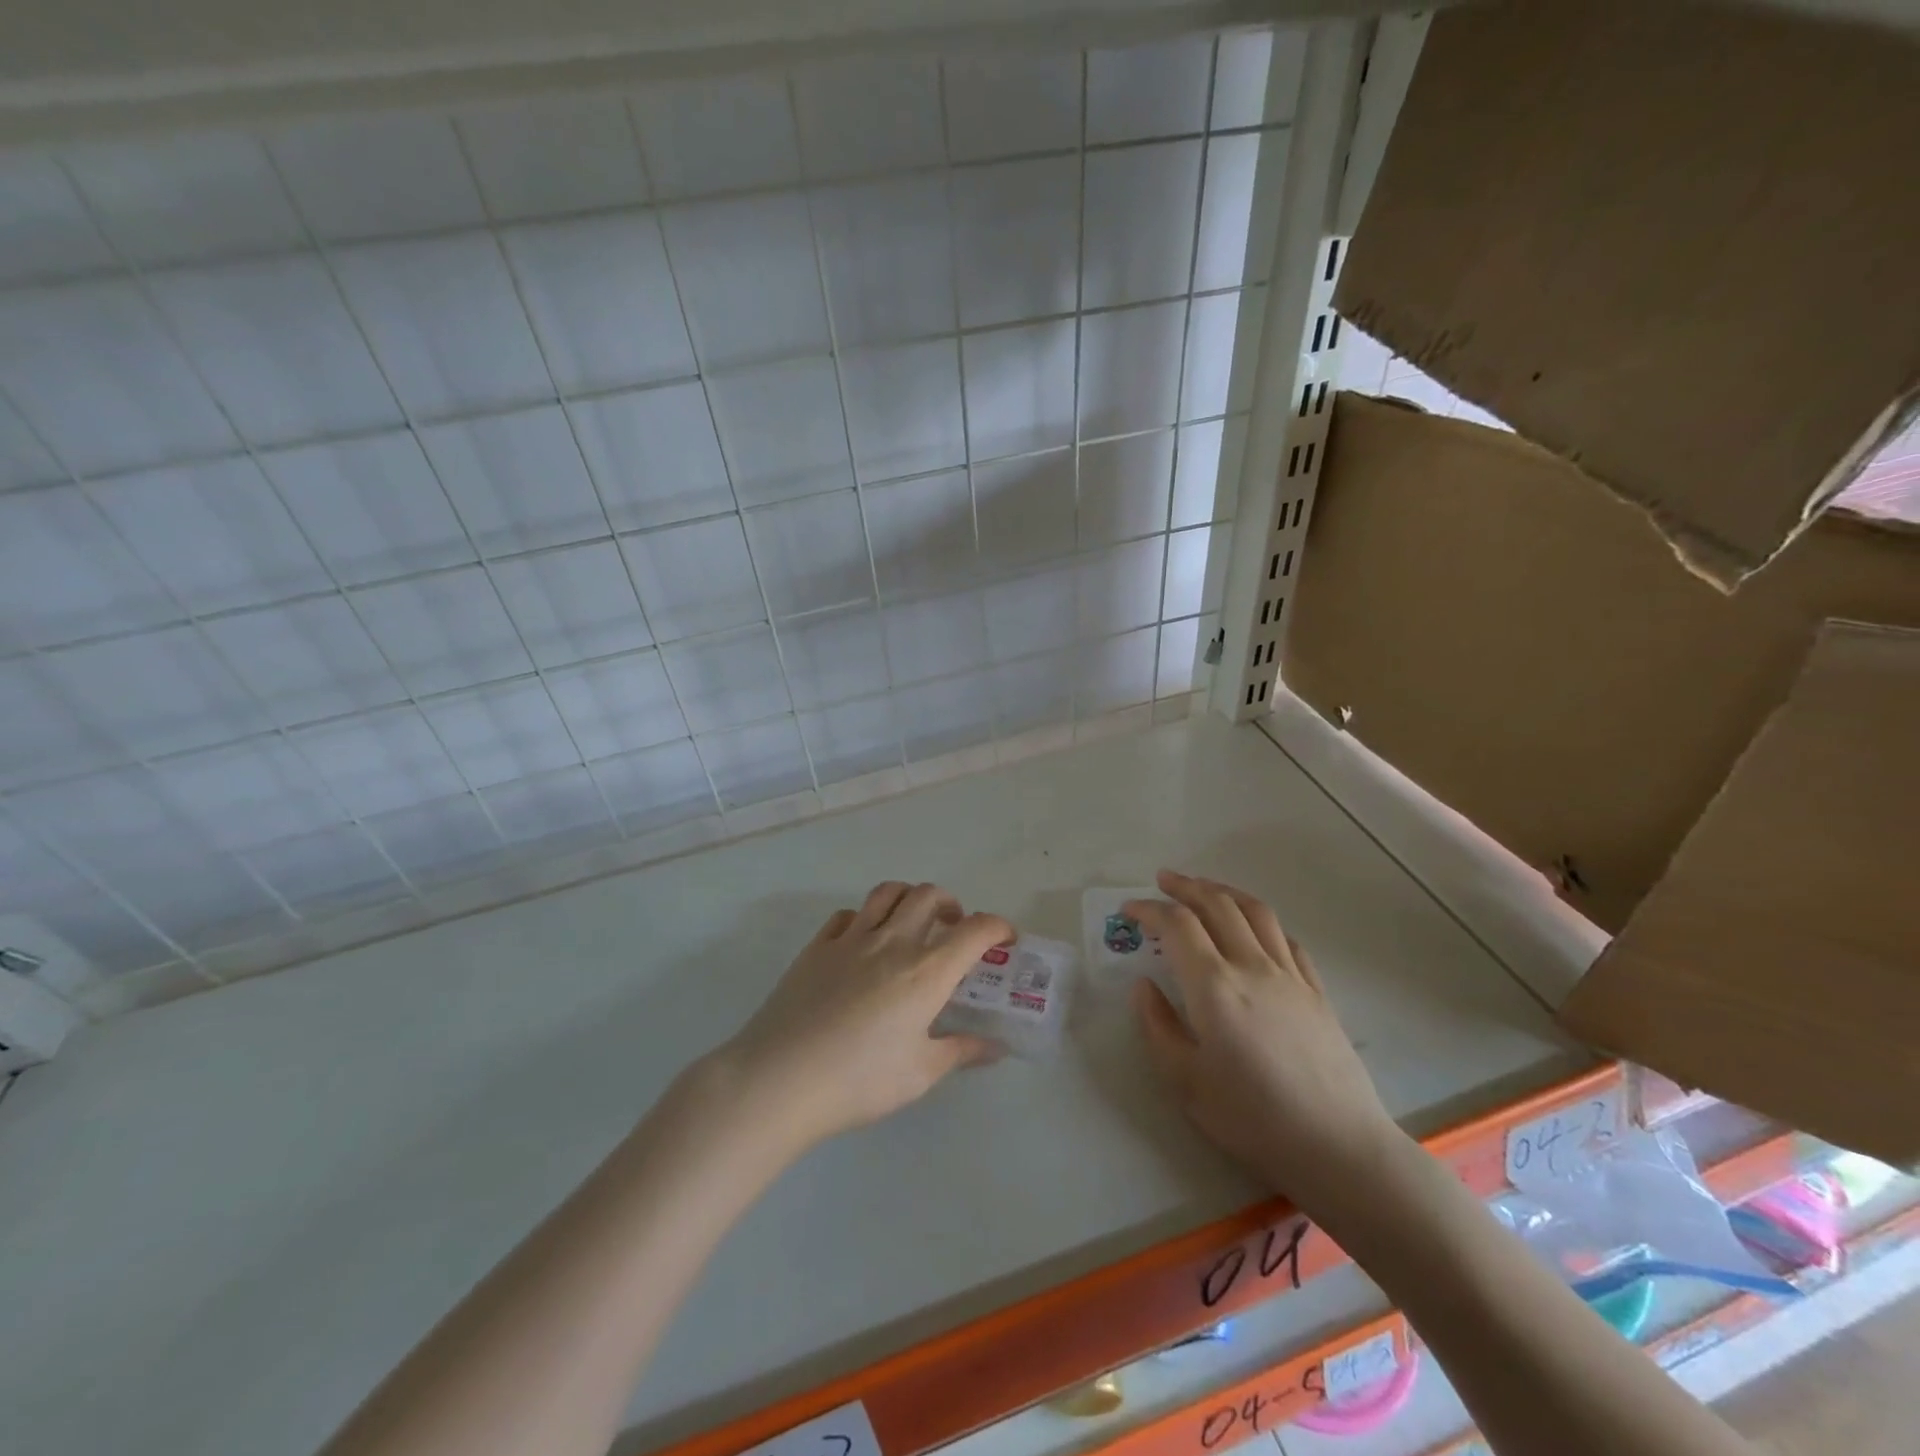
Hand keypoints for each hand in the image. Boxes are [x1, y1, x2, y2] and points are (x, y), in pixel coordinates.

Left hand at [715, 881, 1011, 1148]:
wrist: (780, 1079)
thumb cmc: (859, 1081)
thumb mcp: (919, 1073)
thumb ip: (961, 1052)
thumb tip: (995, 1047)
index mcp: (926, 971)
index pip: (975, 930)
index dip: (997, 926)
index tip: (1005, 938)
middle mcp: (892, 942)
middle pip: (929, 896)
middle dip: (951, 904)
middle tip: (954, 928)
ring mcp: (850, 939)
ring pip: (887, 893)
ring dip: (909, 897)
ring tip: (912, 921)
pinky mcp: (816, 947)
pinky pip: (847, 916)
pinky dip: (865, 918)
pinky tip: (863, 943)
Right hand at [1129, 869, 1401, 1202]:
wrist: (1337, 1146)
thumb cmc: (1252, 1118)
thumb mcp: (1185, 1081)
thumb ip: (1158, 1025)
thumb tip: (1143, 986)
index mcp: (1214, 985)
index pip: (1177, 925)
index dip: (1149, 909)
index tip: (1129, 911)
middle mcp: (1251, 965)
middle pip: (1217, 904)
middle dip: (1185, 886)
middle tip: (1162, 880)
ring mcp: (1289, 974)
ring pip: (1255, 911)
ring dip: (1224, 891)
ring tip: (1204, 888)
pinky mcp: (1316, 990)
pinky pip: (1285, 938)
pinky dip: (1260, 920)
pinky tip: (1253, 928)